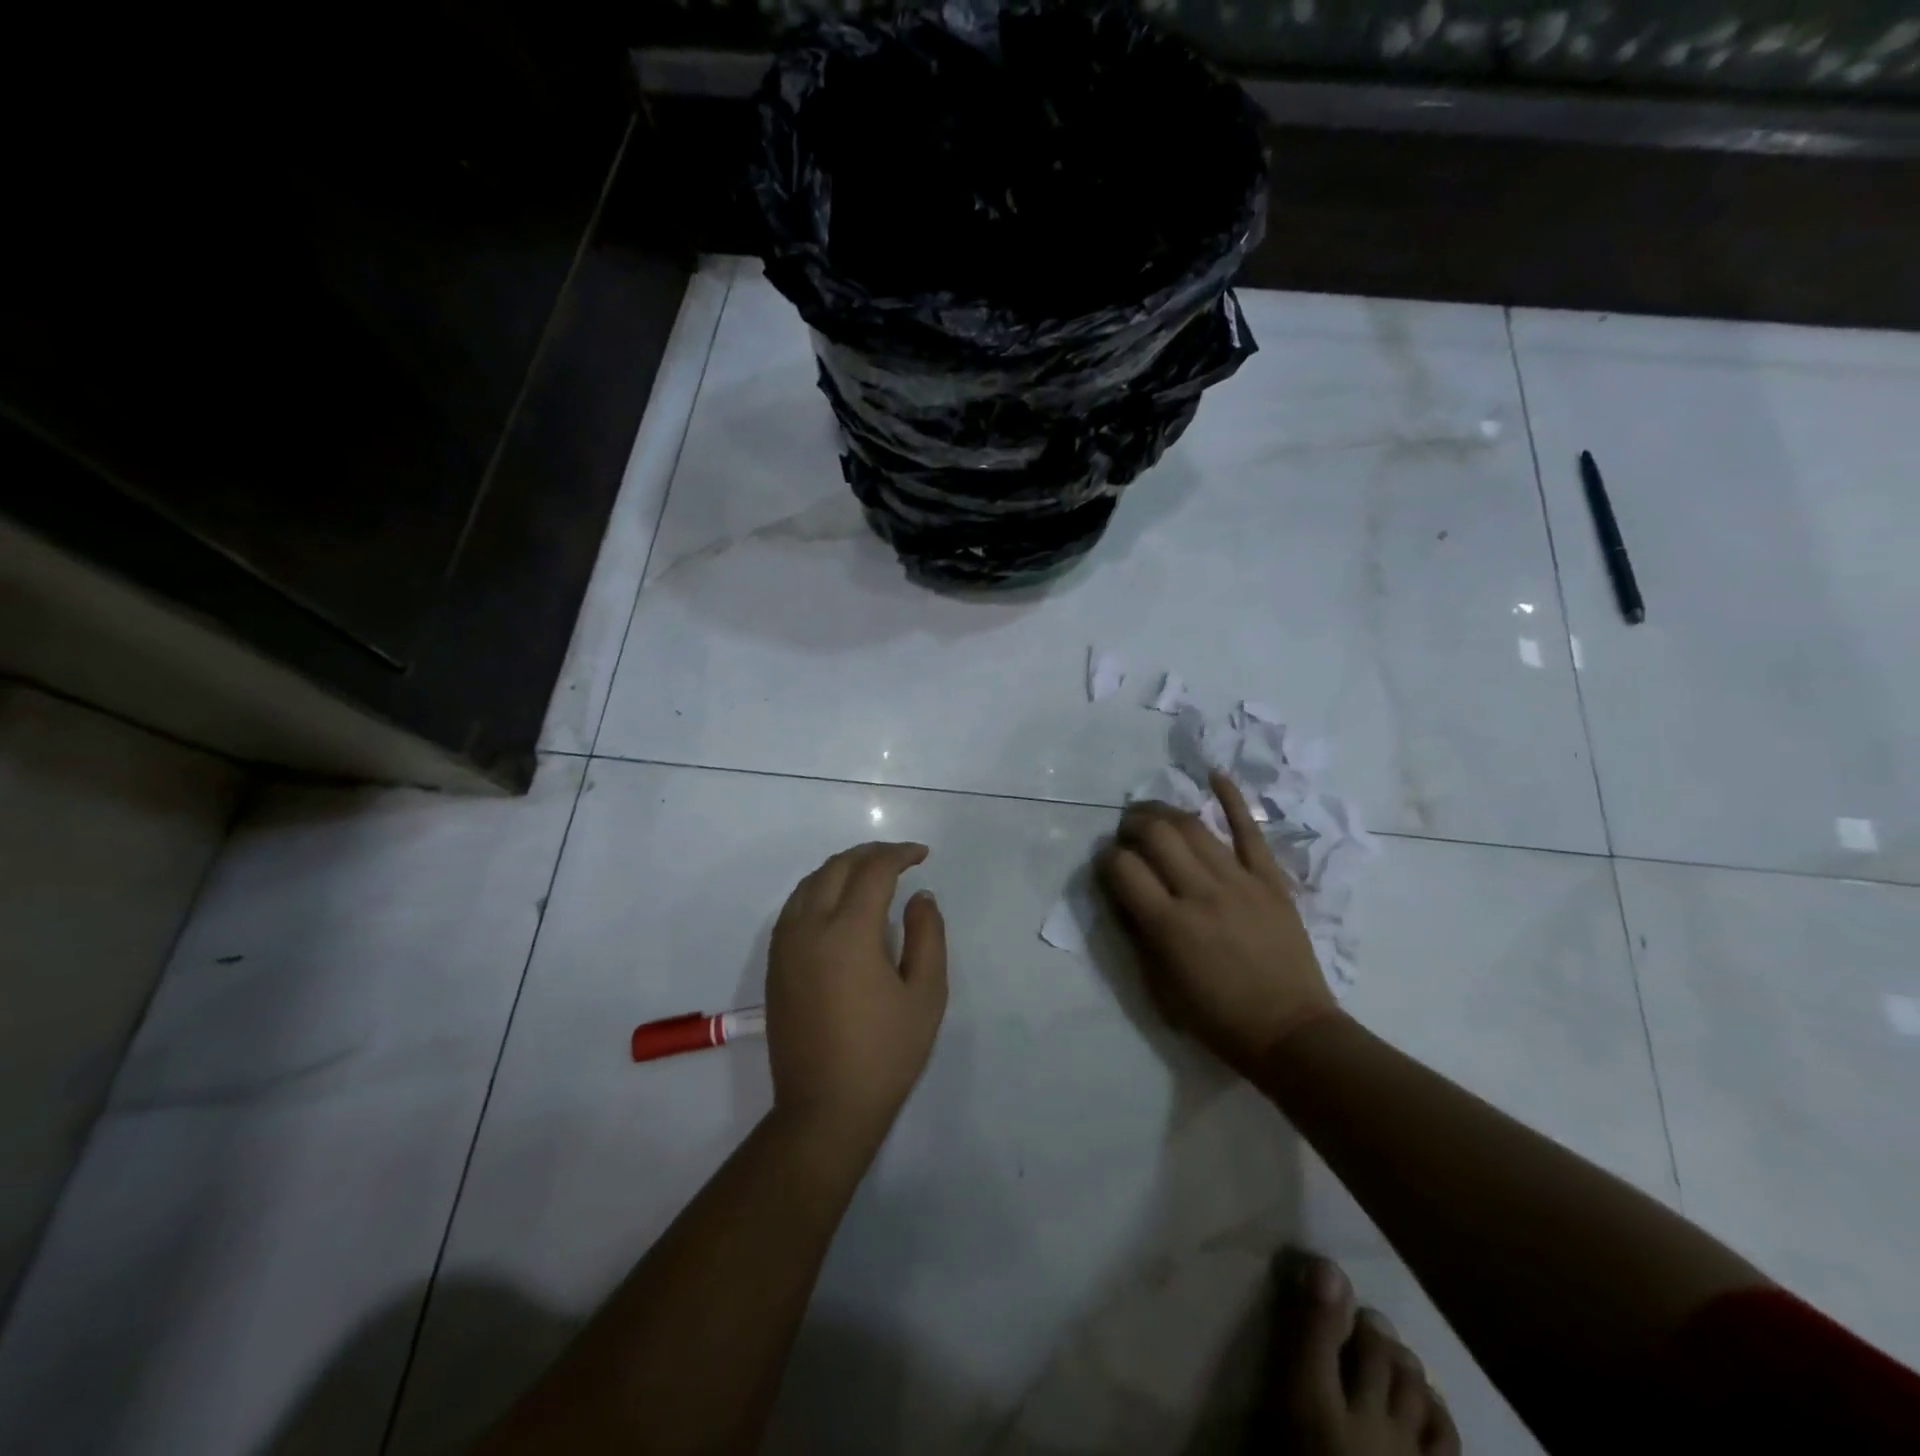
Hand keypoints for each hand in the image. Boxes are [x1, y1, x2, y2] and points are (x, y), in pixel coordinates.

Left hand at [766, 842, 947, 1142]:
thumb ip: (928, 936)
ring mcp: (785, 945)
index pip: (873, 871)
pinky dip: (819, 889)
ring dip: (842, 868)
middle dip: (870, 854)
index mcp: (848, 932)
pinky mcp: (775, 964)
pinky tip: (839, 902)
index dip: (900, 854)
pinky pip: (794, 906)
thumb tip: (919, 897)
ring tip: (871, 873)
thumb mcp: (925, 995)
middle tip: (900, 858)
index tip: (922, 855)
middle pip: (837, 867)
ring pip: (810, 883)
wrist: (824, 1109)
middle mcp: (809, 928)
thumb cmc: (885, 1054)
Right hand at [1097, 772, 1336, 1073]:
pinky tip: (1214, 775)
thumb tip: (1123, 892)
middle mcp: (1200, 894)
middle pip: (1156, 836)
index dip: (1106, 859)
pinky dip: (1231, 798)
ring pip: (1193, 827)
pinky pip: (1250, 830)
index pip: (1123, 869)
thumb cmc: (1218, 1018)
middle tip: (1126, 832)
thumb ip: (1138, 933)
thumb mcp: (1161, 986)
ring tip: (1151, 813)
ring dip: (1164, 812)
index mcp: (1168, 926)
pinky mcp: (1271, 880)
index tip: (1105, 862)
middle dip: (1131, 826)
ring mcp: (1239, 882)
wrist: (1291, 1033)